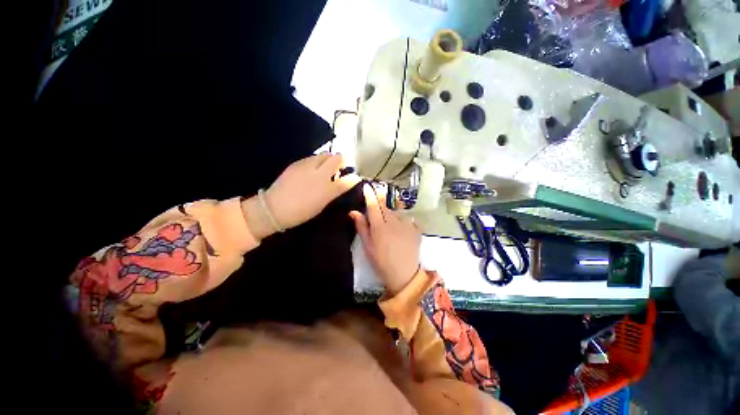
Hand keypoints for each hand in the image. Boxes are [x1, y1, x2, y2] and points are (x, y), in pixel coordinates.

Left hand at [242, 154, 359, 239]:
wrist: (274, 208)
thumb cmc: (300, 212)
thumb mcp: (321, 205)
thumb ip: (332, 192)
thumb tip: (338, 183)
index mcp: (327, 191)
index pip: (348, 180)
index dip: (354, 178)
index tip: (355, 177)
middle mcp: (320, 175)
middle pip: (338, 158)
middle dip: (342, 161)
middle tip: (339, 168)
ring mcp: (307, 167)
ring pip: (325, 154)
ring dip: (329, 159)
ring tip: (325, 167)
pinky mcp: (297, 163)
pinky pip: (312, 157)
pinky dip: (316, 161)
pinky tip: (312, 169)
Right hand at [350, 184, 421, 294]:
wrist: (404, 274)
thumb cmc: (381, 262)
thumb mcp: (368, 246)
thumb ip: (362, 227)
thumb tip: (354, 212)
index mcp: (380, 226)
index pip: (373, 205)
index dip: (370, 194)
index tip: (367, 186)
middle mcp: (394, 221)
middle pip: (385, 208)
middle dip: (380, 208)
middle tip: (378, 220)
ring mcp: (407, 224)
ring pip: (396, 214)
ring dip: (391, 217)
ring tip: (391, 232)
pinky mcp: (416, 229)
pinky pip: (407, 220)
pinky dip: (403, 223)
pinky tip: (401, 233)